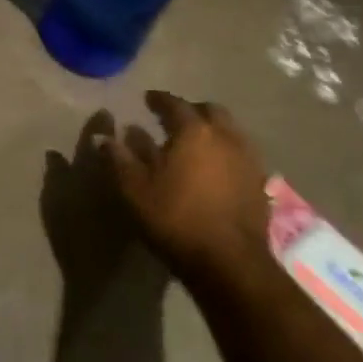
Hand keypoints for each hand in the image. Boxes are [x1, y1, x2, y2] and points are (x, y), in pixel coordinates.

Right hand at [106, 93, 270, 282]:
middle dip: (191, 109)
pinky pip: (242, 154)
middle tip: (174, 117)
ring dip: (212, 129)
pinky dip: (226, 151)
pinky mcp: (260, 183)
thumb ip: (118, 158)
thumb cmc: (175, 218)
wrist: (229, 262)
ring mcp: (248, 159)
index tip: (147, 99)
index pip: (175, 104)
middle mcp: (225, 137)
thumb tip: (102, 136)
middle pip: (210, 111)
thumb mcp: (134, 189)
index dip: (159, 99)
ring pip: (231, 130)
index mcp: (193, 131)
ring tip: (195, 142)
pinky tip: (216, 167)